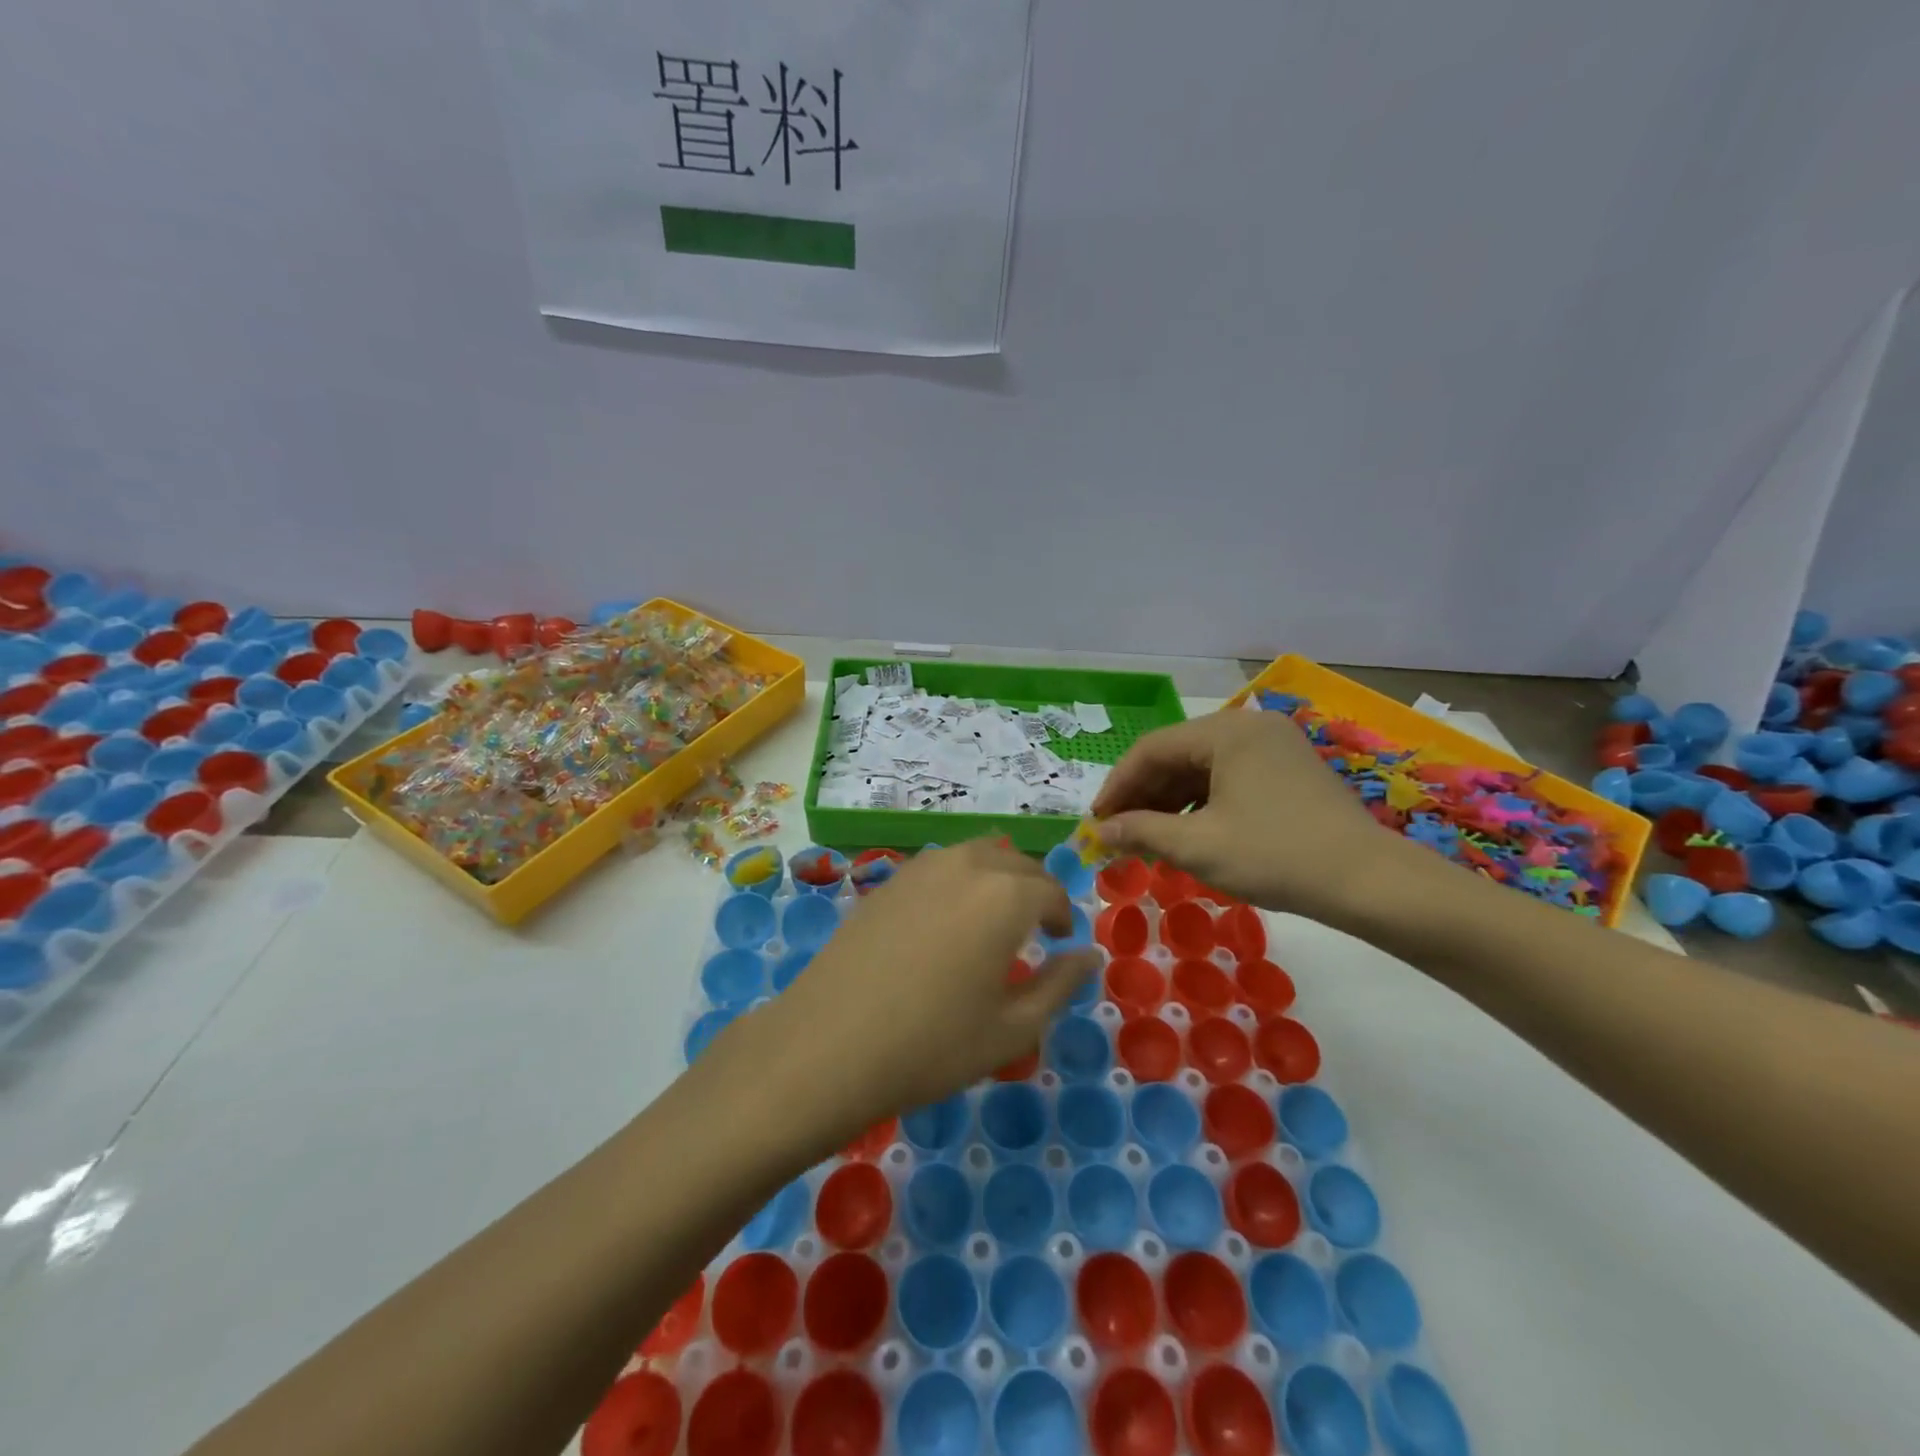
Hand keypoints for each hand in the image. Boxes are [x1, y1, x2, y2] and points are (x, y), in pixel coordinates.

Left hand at [713, 840, 1100, 1147]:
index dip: (1062, 914)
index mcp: (1005, 895)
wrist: (827, 1046)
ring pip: (974, 856)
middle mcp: (965, 865)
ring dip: (995, 878)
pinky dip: (958, 881)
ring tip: (992, 920)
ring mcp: (919, 868)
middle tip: (1034, 929)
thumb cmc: (932, 1045)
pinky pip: (938, 867)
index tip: (1061, 940)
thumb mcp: (1012, 1028)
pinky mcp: (885, 882)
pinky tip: (945, 922)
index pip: (1049, 890)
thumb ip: (1060, 985)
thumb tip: (1089, 956)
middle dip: (1033, 890)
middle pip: (1014, 863)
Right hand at [1092, 708, 1428, 924]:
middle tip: (1118, 833)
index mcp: (1227, 731)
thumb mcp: (1198, 847)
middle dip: (1143, 796)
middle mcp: (1250, 726)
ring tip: (1148, 838)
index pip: (1151, 750)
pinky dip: (1201, 804)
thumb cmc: (1275, 856)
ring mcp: (1274, 745)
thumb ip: (1141, 832)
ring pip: (1202, 768)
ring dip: (1170, 802)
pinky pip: (1228, 777)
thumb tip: (1099, 831)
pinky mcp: (1289, 769)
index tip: (1096, 822)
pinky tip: (1188, 833)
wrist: (1369, 883)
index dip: (1117, 786)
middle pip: (1177, 755)